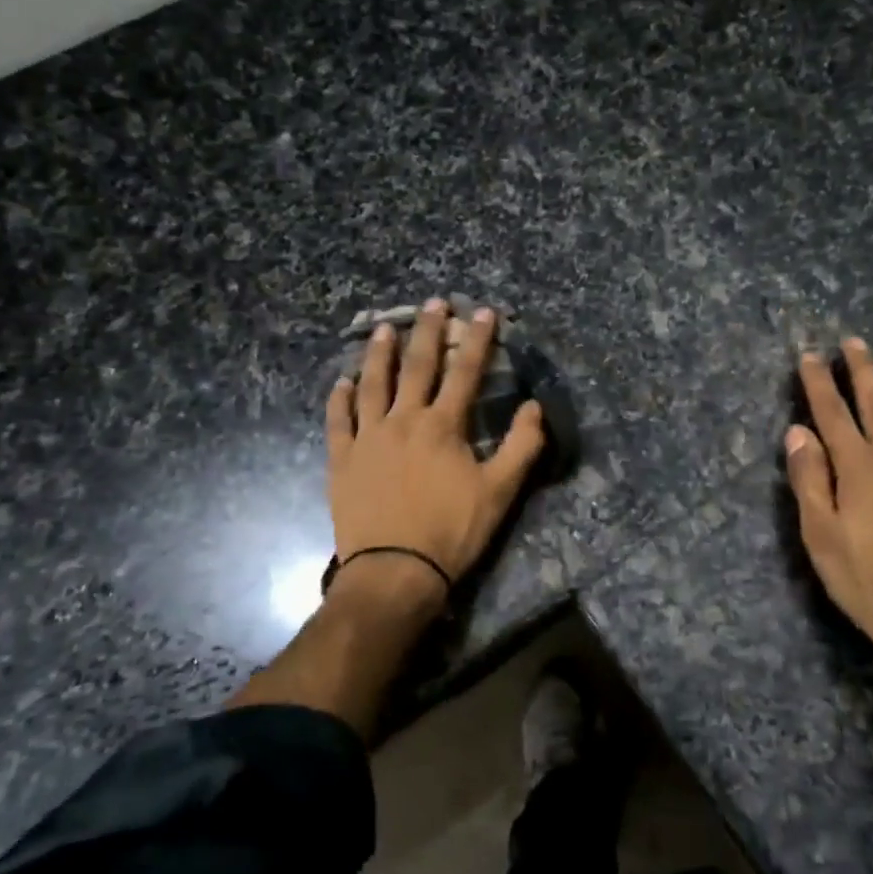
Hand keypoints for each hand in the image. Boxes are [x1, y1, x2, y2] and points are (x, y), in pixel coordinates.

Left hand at [326, 300, 546, 596]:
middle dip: (428, 332)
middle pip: (417, 367)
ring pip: (372, 385)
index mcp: (443, 426)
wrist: (394, 571)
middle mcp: (403, 421)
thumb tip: (534, 406)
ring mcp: (368, 438)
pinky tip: (341, 382)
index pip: (465, 372)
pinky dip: (339, 399)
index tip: (485, 312)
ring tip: (383, 329)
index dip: (478, 340)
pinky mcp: (342, 460)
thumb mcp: (500, 491)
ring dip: (379, 354)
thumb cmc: (452, 531)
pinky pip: (338, 421)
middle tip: (433, 302)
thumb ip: (522, 446)